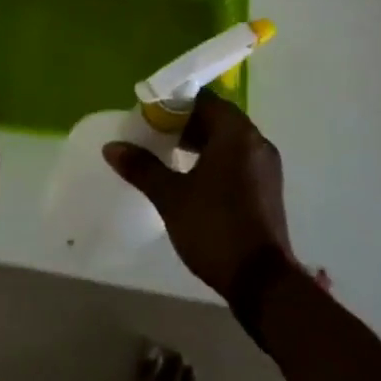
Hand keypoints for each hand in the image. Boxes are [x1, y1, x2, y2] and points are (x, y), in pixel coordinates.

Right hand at [102, 90, 294, 300]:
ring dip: (202, 143)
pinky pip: (240, 159)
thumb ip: (142, 167)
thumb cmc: (214, 228)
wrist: (261, 280)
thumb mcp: (171, 197)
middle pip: (218, 118)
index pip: (204, 100)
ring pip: (230, 140)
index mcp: (236, 133)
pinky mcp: (269, 188)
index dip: (175, 105)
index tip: (150, 118)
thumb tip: (112, 147)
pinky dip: (218, 160)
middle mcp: (256, 141)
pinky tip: (196, 180)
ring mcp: (267, 166)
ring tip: (171, 158)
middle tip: (156, 137)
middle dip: (187, 124)